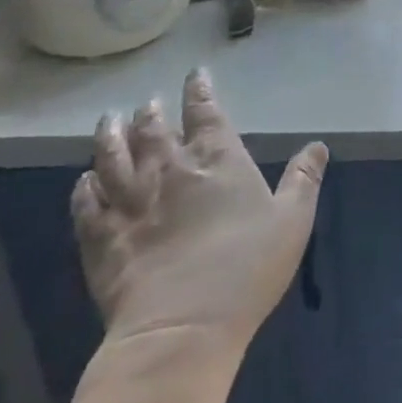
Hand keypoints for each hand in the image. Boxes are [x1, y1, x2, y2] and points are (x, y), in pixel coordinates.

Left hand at [71, 68, 328, 350]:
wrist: (180, 327)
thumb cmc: (246, 268)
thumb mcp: (292, 220)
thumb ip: (303, 179)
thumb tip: (317, 145)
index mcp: (217, 160)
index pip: (205, 113)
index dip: (199, 91)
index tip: (194, 75)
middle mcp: (169, 170)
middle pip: (154, 130)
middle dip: (151, 112)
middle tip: (148, 102)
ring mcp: (129, 202)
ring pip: (112, 157)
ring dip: (110, 136)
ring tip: (108, 121)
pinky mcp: (101, 237)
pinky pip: (85, 203)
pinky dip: (84, 187)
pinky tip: (84, 180)